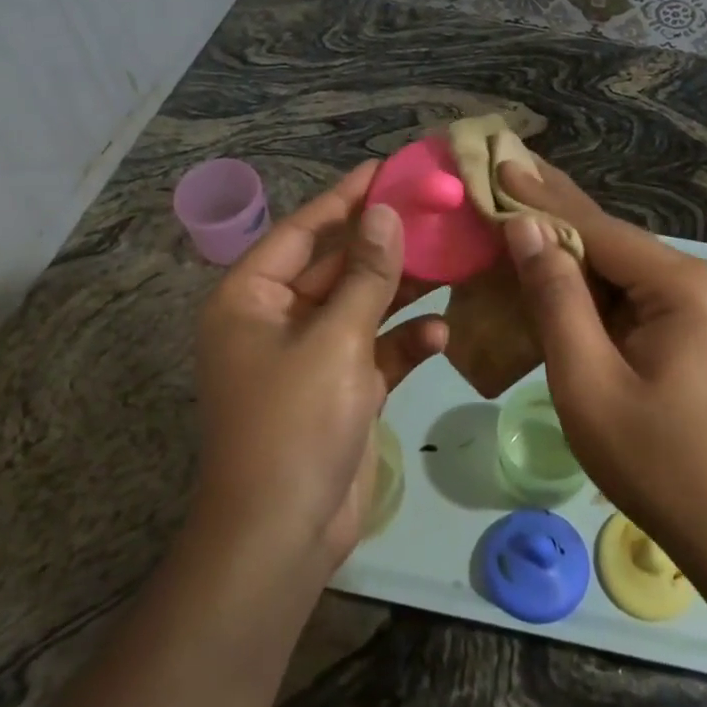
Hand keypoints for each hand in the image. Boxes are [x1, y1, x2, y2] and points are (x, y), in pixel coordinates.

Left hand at [193, 163, 445, 572]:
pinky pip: (376, 349)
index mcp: (252, 298)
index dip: (347, 197)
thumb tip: (384, 212)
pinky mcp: (341, 388)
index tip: (389, 169)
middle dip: (386, 243)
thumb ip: (365, 274)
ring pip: (363, 305)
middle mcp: (278, 319)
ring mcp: (311, 355)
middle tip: (437, 209)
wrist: (284, 537)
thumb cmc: (295, 423)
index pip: (304, 230)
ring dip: (403, 289)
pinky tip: (441, 333)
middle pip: (338, 264)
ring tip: (453, 258)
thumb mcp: (335, 339)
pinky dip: (405, 340)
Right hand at [498, 161, 706, 564]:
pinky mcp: (688, 322)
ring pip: (615, 264)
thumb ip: (556, 299)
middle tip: (504, 167)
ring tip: (514, 204)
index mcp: (683, 285)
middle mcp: (697, 278)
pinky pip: (626, 291)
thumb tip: (525, 227)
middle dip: (552, 209)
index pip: (597, 229)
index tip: (499, 160)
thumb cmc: (657, 462)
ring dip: (564, 245)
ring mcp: (697, 300)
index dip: (542, 197)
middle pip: (609, 239)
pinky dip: (583, 281)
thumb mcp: (588, 382)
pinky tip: (547, 262)